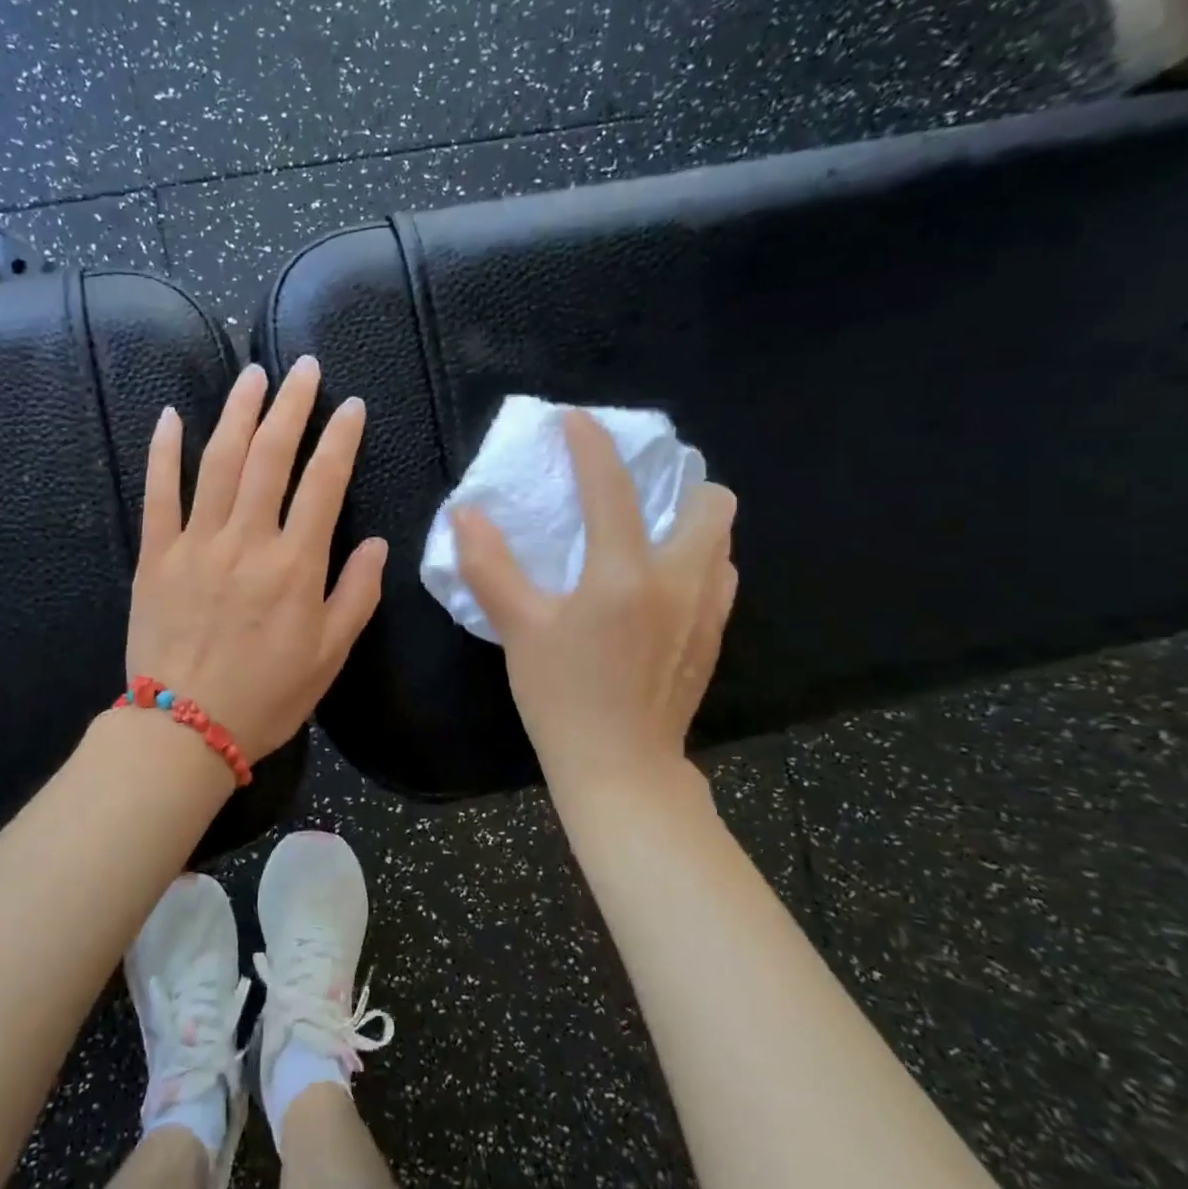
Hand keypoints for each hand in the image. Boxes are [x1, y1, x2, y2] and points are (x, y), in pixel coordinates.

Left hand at [126, 356, 386, 761]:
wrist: (183, 729)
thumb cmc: (266, 696)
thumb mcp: (330, 655)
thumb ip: (356, 594)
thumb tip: (376, 544)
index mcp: (295, 564)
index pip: (324, 483)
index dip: (340, 438)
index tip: (351, 406)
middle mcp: (247, 540)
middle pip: (270, 457)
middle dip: (291, 406)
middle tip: (303, 367)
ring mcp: (196, 543)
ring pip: (218, 462)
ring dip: (237, 413)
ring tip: (253, 375)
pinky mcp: (156, 555)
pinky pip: (158, 494)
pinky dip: (163, 452)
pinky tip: (171, 416)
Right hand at [451, 409, 736, 789]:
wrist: (621, 767)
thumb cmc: (563, 697)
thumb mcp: (519, 630)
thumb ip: (491, 566)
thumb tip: (465, 514)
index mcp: (624, 573)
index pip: (612, 488)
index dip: (592, 445)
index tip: (577, 421)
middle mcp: (679, 579)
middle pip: (711, 501)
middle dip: (678, 483)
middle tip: (635, 493)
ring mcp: (706, 609)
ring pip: (722, 539)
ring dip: (691, 521)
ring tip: (649, 533)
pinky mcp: (713, 636)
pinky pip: (720, 576)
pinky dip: (697, 561)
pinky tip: (661, 584)